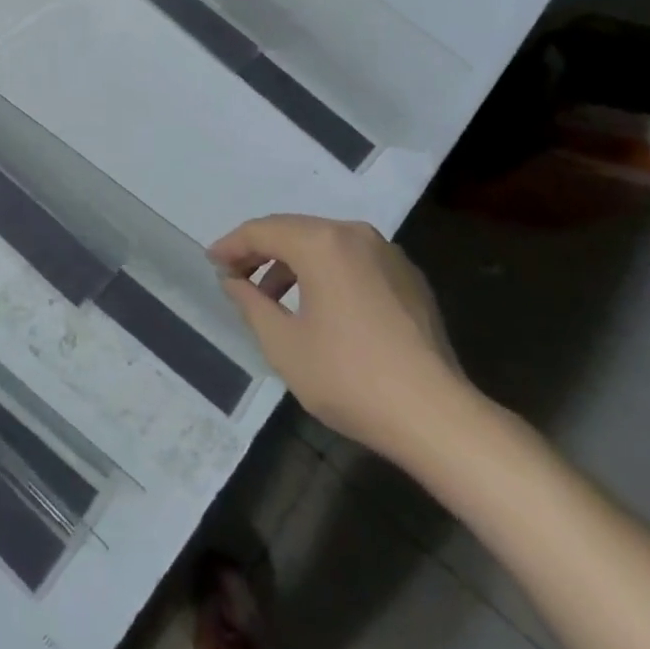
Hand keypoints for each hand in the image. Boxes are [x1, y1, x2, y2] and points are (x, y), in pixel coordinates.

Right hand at [212, 215, 469, 463]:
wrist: (438, 417)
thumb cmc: (350, 377)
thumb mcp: (283, 344)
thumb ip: (250, 303)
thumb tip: (233, 280)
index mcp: (322, 242)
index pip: (263, 230)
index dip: (232, 246)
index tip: (211, 263)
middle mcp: (355, 234)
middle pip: (294, 231)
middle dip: (261, 251)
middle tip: (235, 276)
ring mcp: (388, 254)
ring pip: (326, 245)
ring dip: (293, 264)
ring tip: (272, 298)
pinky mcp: (409, 279)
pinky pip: (354, 262)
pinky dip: (326, 273)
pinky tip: (318, 306)